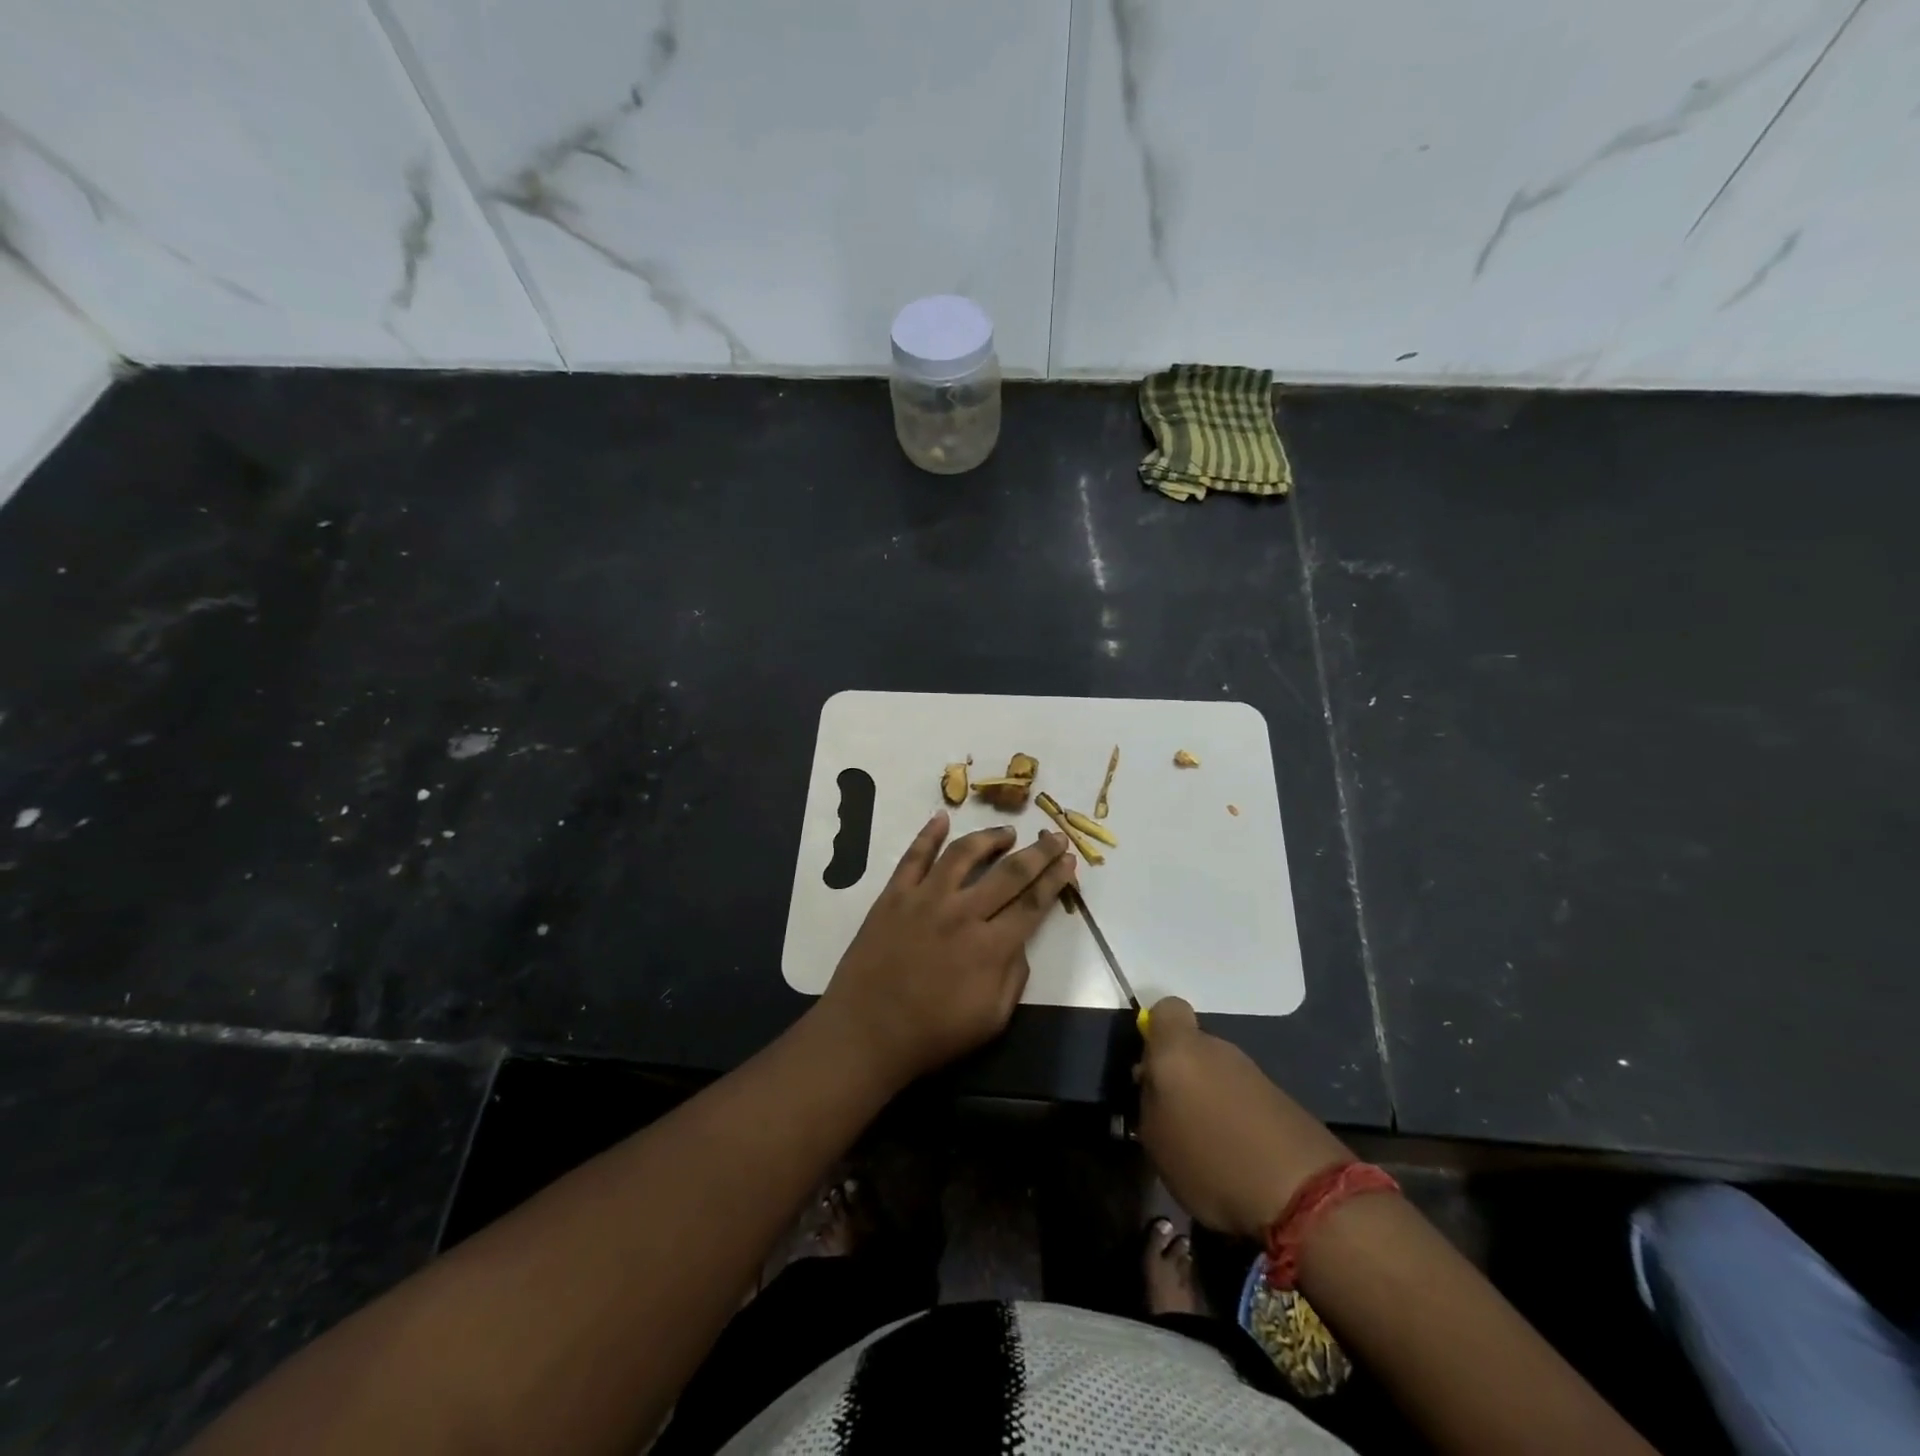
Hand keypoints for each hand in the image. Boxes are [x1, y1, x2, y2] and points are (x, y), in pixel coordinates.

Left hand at [817, 813, 1077, 1088]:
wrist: (866, 1033)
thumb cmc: (932, 1035)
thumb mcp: (991, 1021)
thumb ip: (1013, 977)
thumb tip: (1019, 942)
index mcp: (991, 947)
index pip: (1033, 903)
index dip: (1055, 879)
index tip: (1070, 860)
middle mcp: (963, 913)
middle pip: (1009, 872)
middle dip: (1038, 852)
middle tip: (1054, 836)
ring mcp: (925, 899)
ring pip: (963, 854)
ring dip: (989, 838)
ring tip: (1007, 832)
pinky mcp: (894, 896)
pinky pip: (914, 857)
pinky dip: (928, 835)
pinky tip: (941, 819)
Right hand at [1136, 997, 1351, 1237]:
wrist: (1302, 1193)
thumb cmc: (1210, 1160)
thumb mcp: (1155, 1139)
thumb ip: (1148, 1100)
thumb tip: (1153, 1083)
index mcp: (1179, 1049)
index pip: (1166, 1009)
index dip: (1156, 1031)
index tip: (1150, 1066)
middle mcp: (1216, 1047)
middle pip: (1191, 1046)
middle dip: (1181, 1072)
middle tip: (1172, 1115)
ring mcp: (1251, 1070)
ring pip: (1216, 1071)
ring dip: (1208, 1096)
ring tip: (1204, 1142)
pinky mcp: (1279, 1096)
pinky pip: (1242, 1095)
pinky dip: (1234, 1115)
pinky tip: (1235, 1153)